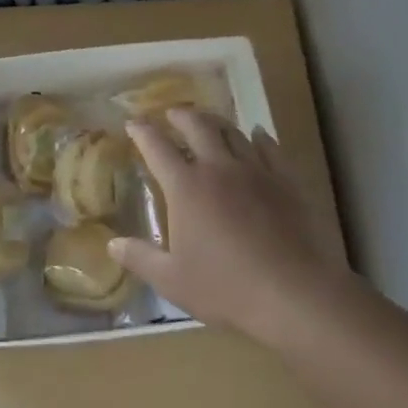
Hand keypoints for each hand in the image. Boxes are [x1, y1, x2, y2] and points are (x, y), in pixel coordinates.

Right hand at [112, 110, 344, 345]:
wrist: (295, 294)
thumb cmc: (227, 288)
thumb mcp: (173, 280)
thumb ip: (141, 258)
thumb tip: (112, 245)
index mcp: (186, 187)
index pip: (157, 147)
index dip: (142, 132)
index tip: (133, 123)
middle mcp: (218, 168)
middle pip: (197, 127)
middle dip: (181, 116)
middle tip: (172, 114)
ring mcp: (256, 171)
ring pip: (233, 132)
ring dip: (217, 122)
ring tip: (210, 121)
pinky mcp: (287, 181)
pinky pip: (271, 148)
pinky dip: (260, 137)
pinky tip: (258, 135)